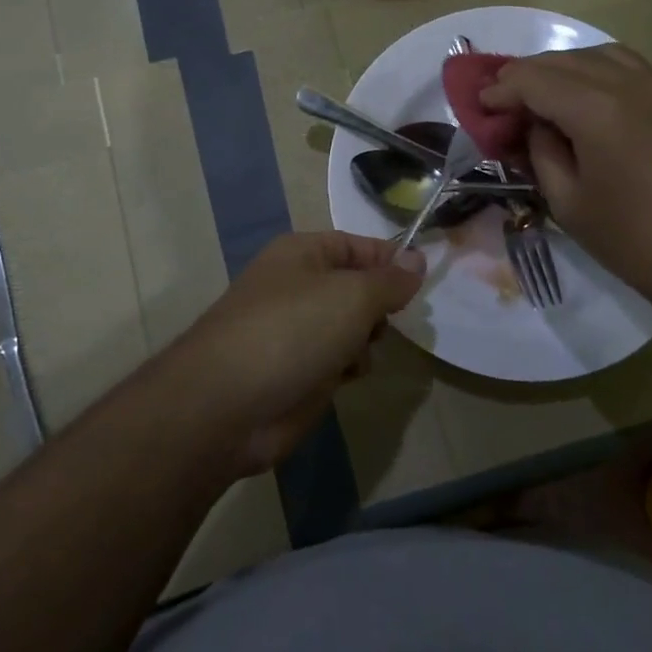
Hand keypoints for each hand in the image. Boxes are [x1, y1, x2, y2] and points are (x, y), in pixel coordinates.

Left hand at [163, 232, 424, 474]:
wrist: (227, 406)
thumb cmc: (292, 332)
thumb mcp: (352, 296)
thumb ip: (390, 279)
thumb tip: (418, 259)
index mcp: (303, 253)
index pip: (359, 245)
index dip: (392, 260)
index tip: (424, 279)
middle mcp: (298, 286)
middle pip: (358, 287)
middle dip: (378, 306)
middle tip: (385, 321)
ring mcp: (296, 330)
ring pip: (352, 326)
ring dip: (365, 340)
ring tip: (357, 352)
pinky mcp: (297, 371)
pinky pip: (338, 359)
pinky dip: (347, 367)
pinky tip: (344, 377)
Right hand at [481, 45, 651, 302]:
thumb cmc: (639, 241)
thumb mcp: (570, 203)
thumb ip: (543, 154)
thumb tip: (535, 127)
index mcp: (597, 108)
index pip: (534, 79)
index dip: (500, 91)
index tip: (480, 107)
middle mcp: (629, 83)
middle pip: (563, 61)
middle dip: (525, 76)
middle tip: (501, 102)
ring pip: (597, 55)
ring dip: (561, 69)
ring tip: (540, 96)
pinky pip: (626, 68)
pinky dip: (594, 72)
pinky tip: (583, 100)